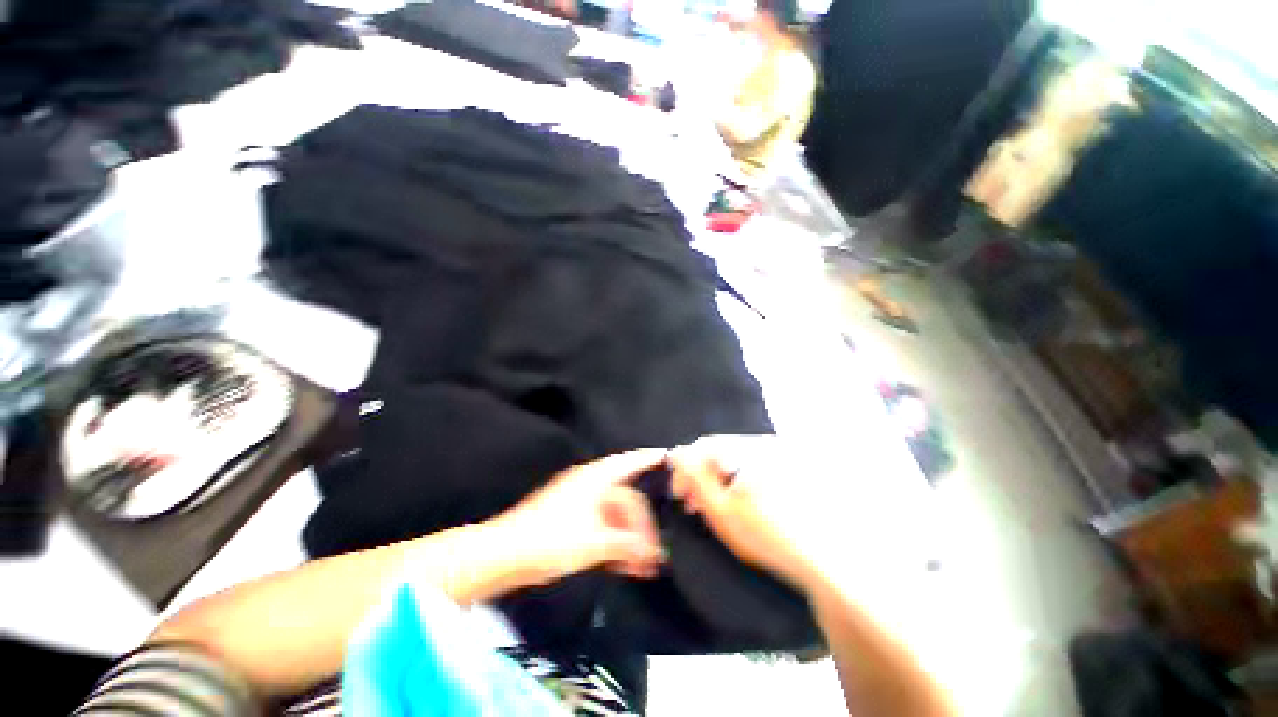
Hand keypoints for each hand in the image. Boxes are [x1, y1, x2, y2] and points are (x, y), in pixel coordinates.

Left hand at [497, 449, 667, 585]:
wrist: (503, 555)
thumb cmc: (551, 540)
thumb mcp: (594, 542)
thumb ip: (626, 544)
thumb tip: (652, 552)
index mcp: (595, 478)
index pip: (629, 462)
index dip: (649, 459)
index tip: (668, 458)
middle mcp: (589, 484)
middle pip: (625, 498)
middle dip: (642, 524)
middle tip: (656, 552)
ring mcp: (579, 502)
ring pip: (614, 515)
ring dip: (629, 538)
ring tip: (643, 566)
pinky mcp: (570, 519)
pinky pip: (601, 525)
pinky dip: (613, 541)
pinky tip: (624, 564)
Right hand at [668, 435, 824, 592]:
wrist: (825, 561)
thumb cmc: (768, 536)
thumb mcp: (721, 510)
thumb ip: (695, 478)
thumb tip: (677, 453)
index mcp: (748, 448)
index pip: (702, 447)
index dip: (684, 470)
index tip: (679, 497)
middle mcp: (764, 444)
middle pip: (719, 452)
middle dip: (700, 477)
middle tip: (692, 506)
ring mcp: (778, 456)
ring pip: (733, 461)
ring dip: (717, 481)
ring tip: (712, 508)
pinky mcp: (786, 470)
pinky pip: (750, 468)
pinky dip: (736, 483)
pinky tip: (735, 505)